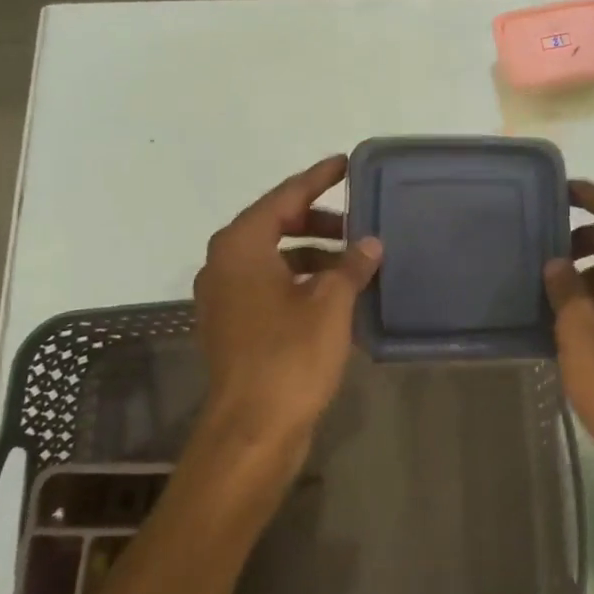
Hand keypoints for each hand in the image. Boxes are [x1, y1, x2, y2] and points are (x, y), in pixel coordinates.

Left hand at [187, 155, 381, 498]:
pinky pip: (270, 286)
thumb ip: (351, 266)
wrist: (252, 429)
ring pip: (273, 258)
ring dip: (312, 254)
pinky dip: (300, 281)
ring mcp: (225, 298)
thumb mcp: (330, 304)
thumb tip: (369, 245)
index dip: (318, 178)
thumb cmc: (290, 356)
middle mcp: (224, 264)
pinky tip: (334, 294)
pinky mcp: (233, 326)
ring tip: (353, 263)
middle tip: (356, 223)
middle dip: (317, 220)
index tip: (344, 163)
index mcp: (241, 246)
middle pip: (275, 224)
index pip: (285, 196)